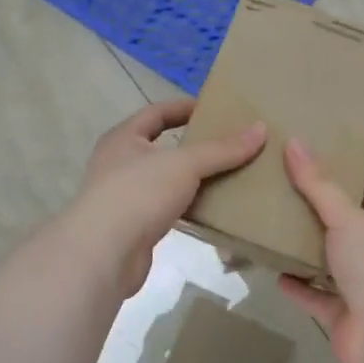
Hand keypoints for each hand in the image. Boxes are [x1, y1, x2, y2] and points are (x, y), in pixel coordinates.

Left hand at [72, 99, 266, 296]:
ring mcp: (124, 197)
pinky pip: (168, 209)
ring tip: (231, 176)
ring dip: (194, 179)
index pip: (157, 112)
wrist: (103, 255)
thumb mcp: (184, 164)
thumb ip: (222, 149)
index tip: (217, 109)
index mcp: (123, 138)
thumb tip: (260, 129)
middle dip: (195, 146)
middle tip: (231, 144)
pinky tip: (214, 209)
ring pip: (166, 180)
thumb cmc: (138, 194)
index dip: (185, 107)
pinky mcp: (134, 227)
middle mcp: (119, 163)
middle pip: (163, 147)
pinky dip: (189, 206)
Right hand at [278, 138, 363, 362]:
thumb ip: (319, 185)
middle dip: (321, 207)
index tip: (322, 147)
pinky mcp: (345, 314)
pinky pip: (316, 295)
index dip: (352, 167)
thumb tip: (294, 142)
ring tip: (274, 222)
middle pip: (349, 222)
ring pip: (331, 260)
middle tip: (284, 181)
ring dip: (307, 247)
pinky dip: (298, 286)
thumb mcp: (348, 217)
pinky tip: (274, 270)